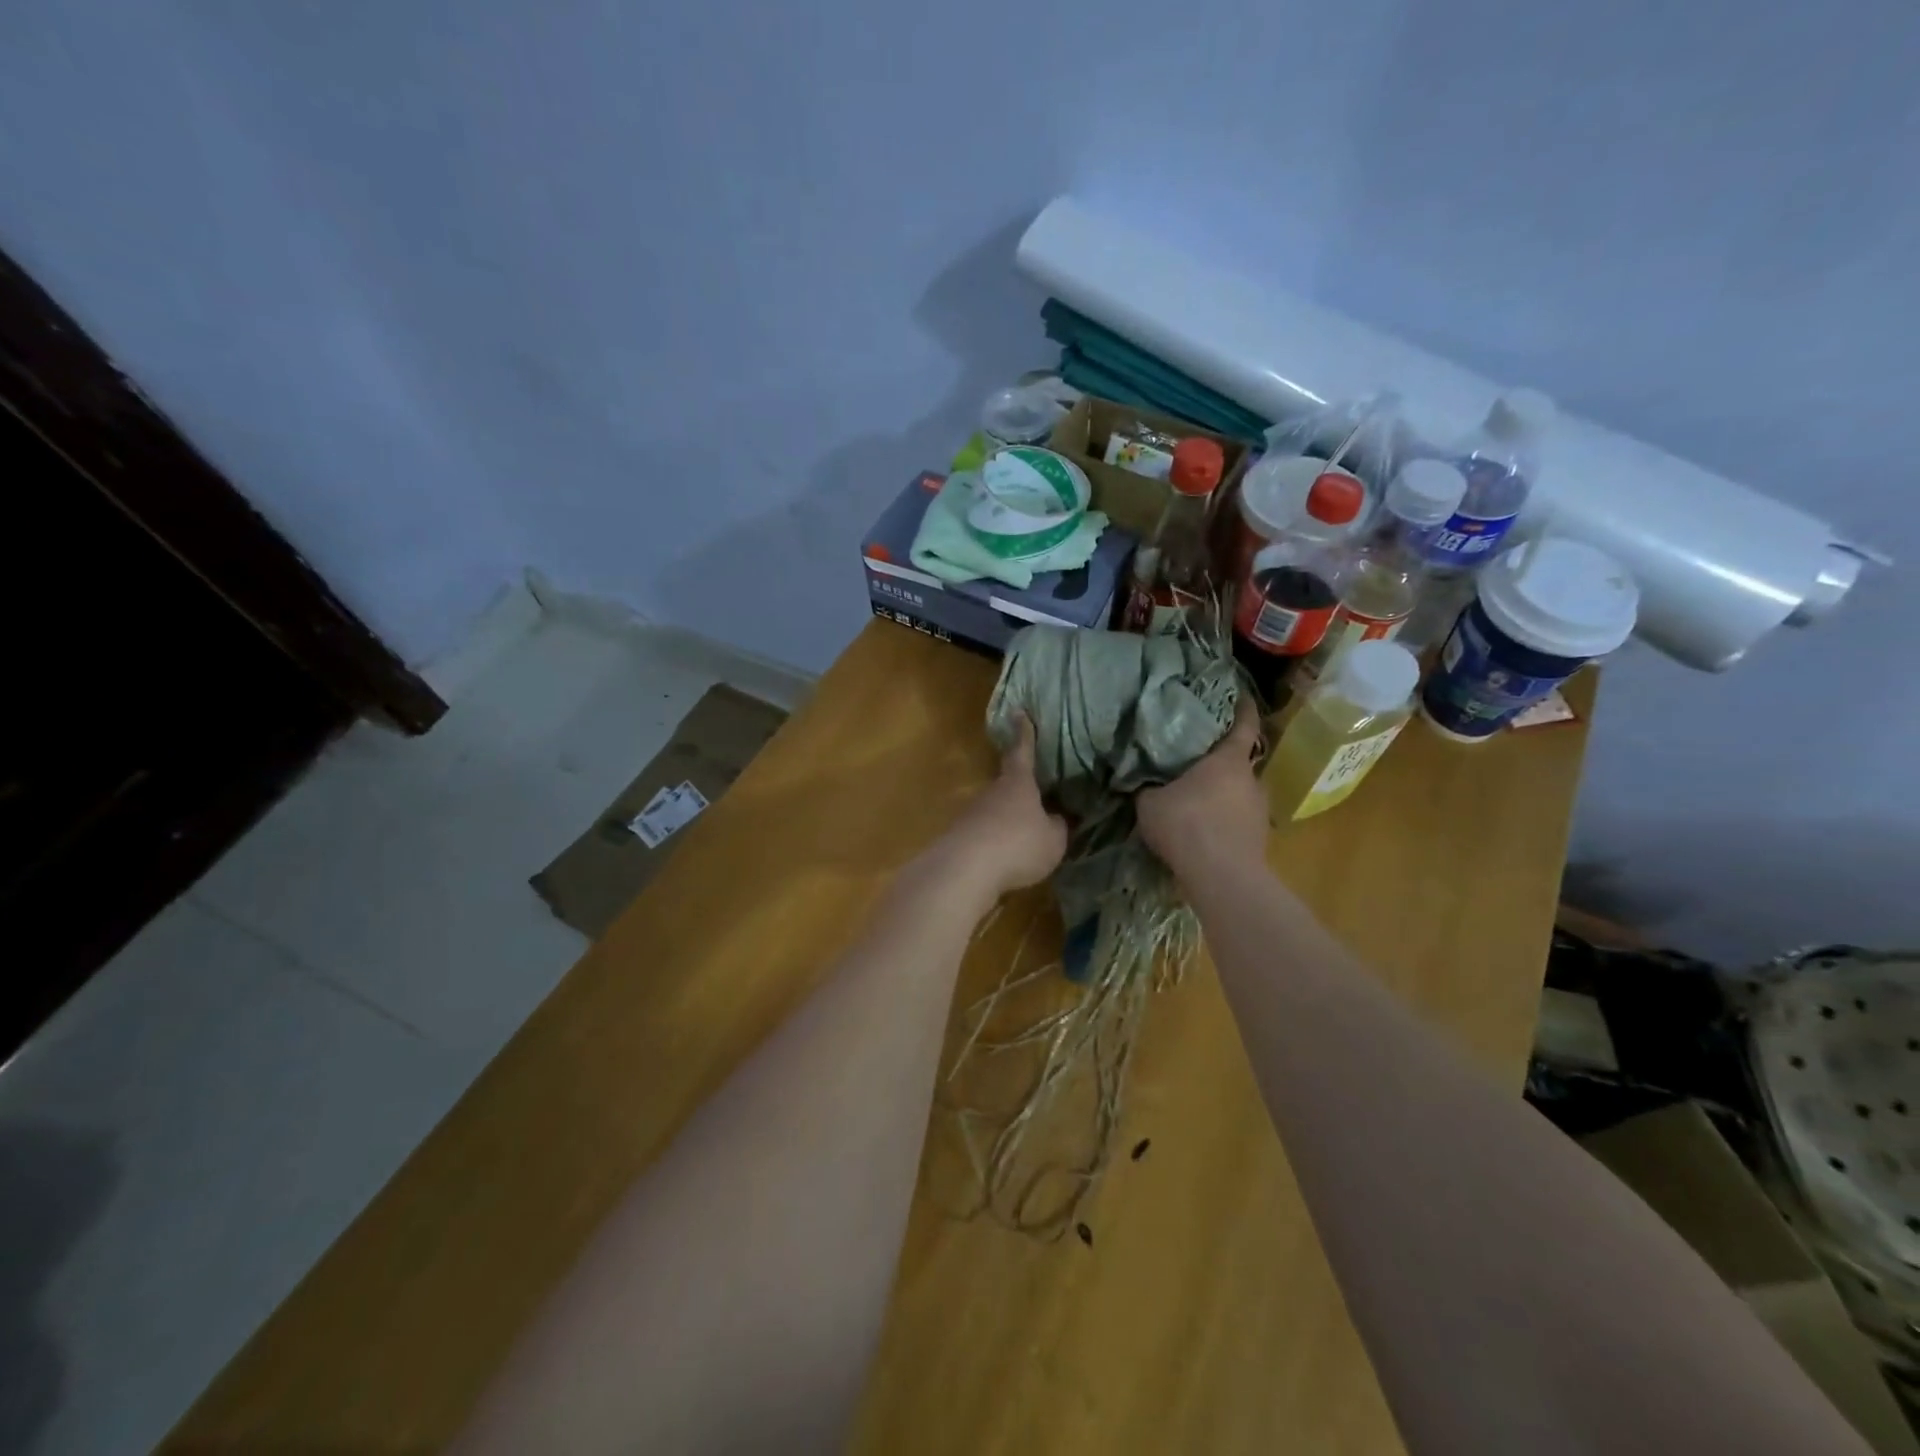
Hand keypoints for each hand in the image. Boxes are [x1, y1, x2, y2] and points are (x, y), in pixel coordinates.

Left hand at [933, 717, 1067, 902]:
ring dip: (1008, 819)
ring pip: (996, 809)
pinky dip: (996, 841)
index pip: (1022, 751)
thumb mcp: (1053, 840)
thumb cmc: (1018, 845)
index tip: (1018, 712)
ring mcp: (973, 812)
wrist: (965, 869)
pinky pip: (985, 833)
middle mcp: (992, 791)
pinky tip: (1005, 858)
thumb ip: (1057, 826)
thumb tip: (1056, 818)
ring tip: (1025, 837)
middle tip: (1037, 797)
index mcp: (1018, 782)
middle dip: (1021, 790)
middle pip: (1008, 783)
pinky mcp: (960, 835)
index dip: (1024, 733)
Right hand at [1137, 696, 1266, 881]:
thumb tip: (1142, 781)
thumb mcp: (1150, 803)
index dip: (1244, 709)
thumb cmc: (1186, 825)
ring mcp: (1260, 810)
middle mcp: (1252, 780)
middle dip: (1221, 762)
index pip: (1244, 726)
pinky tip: (1204, 831)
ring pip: (1240, 793)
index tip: (1243, 697)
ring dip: (1223, 795)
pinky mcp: (1260, 839)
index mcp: (1228, 761)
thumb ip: (1148, 788)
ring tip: (1198, 801)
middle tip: (1198, 762)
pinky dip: (1224, 820)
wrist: (1222, 877)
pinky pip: (1239, 820)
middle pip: (1240, 762)